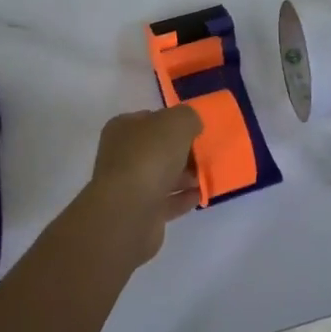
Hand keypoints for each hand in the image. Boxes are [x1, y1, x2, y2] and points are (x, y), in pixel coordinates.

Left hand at [82, 105, 203, 264]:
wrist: (129, 212)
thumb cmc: (149, 157)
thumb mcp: (176, 122)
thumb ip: (188, 118)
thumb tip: (192, 126)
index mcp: (123, 129)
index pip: (151, 118)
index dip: (174, 121)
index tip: (197, 129)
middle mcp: (122, 155)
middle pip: (158, 149)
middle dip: (183, 151)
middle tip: (206, 153)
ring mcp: (129, 186)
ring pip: (163, 175)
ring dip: (185, 175)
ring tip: (208, 175)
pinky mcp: (140, 213)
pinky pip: (167, 201)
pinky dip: (183, 198)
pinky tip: (200, 195)